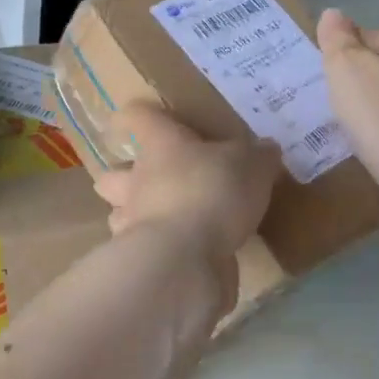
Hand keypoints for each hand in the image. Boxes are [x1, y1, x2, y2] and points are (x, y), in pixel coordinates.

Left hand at [93, 101, 280, 268]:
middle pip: (113, 175)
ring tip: (171, 222)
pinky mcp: (142, 262)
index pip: (138, 118)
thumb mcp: (250, 166)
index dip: (140, 116)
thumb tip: (265, 150)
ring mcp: (134, 224)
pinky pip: (146, 251)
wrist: (185, 259)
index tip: (148, 120)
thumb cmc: (211, 192)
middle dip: (124, 178)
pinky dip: (162, 251)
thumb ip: (257, 158)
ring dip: (139, 217)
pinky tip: (187, 254)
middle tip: (154, 182)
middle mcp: (137, 181)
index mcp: (160, 146)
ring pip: (121, 216)